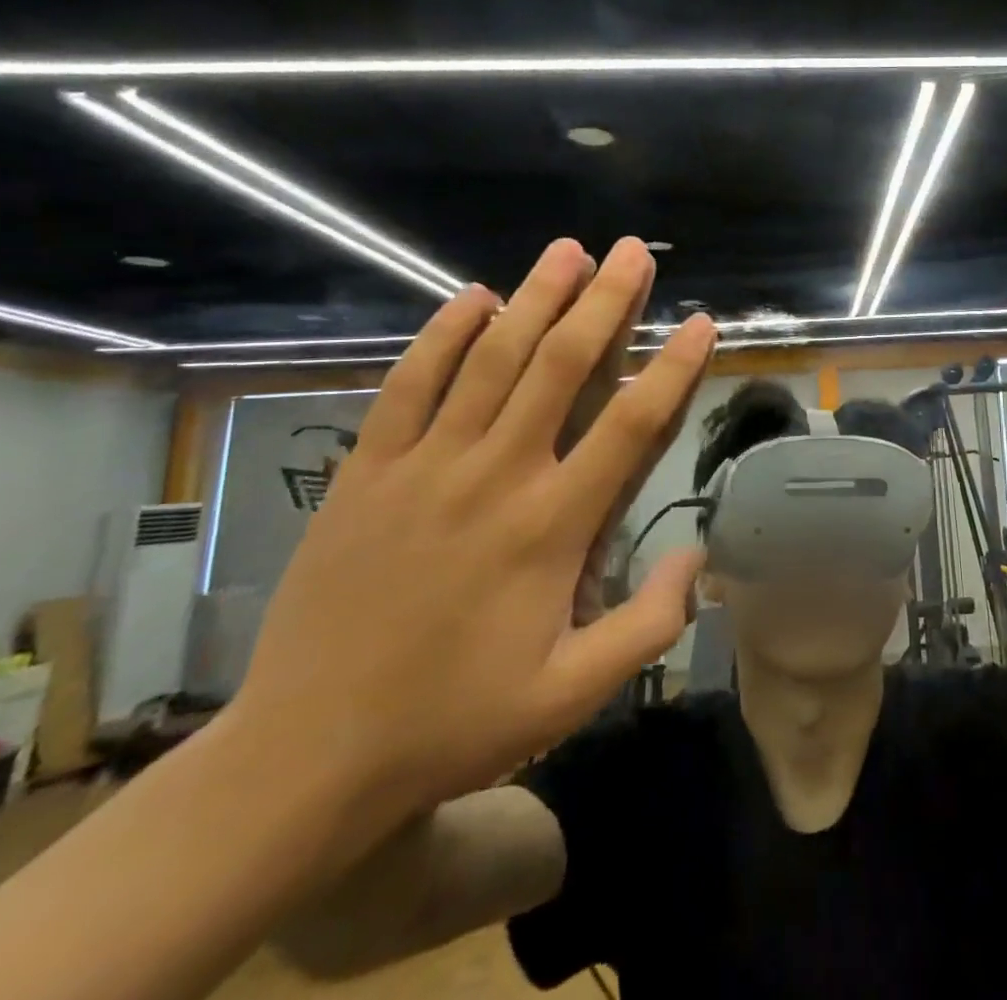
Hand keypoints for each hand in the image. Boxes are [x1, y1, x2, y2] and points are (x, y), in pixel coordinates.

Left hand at [231, 236, 713, 818]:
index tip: (700, 323)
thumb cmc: (455, 720)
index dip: (673, 368)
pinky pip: (409, 385)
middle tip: (634, 252)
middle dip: (605, 302)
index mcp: (551, 526)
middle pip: (559, 367)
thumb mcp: (573, 695)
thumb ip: (650, 624)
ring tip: (568, 251)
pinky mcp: (367, 472)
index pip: (631, 425)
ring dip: (534, 299)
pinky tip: (473, 298)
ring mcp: (425, 467)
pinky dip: (443, 336)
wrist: (306, 755)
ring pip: (489, 361)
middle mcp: (495, 476)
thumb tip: (698, 555)